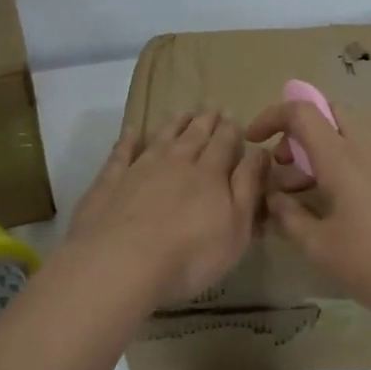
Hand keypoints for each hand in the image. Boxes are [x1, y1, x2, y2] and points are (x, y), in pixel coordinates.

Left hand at [65, 111, 267, 305]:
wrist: (122, 264)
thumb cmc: (191, 254)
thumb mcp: (236, 227)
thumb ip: (248, 187)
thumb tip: (260, 152)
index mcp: (209, 174)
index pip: (224, 144)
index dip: (231, 130)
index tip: (234, 116)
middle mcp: (176, 163)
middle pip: (193, 135)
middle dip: (205, 120)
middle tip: (211, 106)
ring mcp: (140, 169)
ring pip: (161, 138)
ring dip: (174, 124)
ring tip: (182, 112)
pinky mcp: (110, 182)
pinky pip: (121, 153)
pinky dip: (128, 140)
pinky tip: (132, 131)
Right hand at [245, 100, 370, 335]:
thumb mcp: (318, 246)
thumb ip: (288, 216)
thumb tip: (273, 197)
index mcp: (342, 157)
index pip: (302, 112)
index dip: (272, 116)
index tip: (254, 140)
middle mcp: (370, 148)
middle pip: (329, 115)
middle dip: (298, 133)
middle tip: (284, 168)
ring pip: (350, 136)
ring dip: (322, 152)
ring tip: (307, 195)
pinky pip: (369, 155)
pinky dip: (345, 165)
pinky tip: (341, 208)